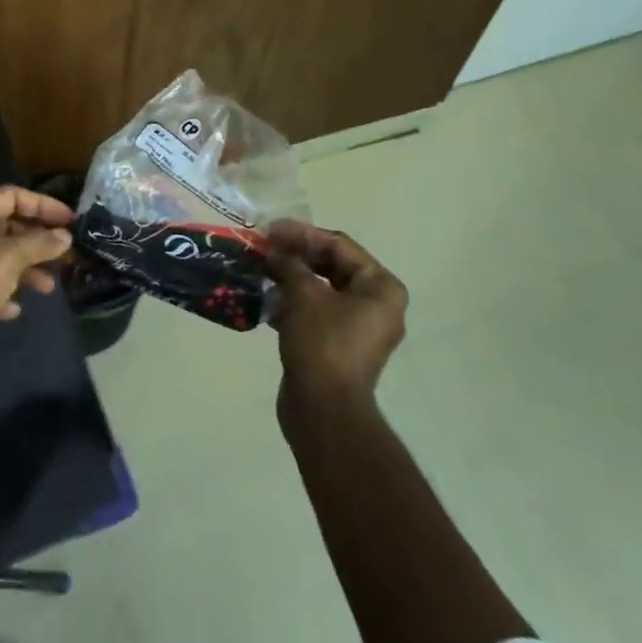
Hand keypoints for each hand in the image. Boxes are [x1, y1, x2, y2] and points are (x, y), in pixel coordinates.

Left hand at [0, 185, 74, 399]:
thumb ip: (37, 244)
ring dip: (25, 269)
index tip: (71, 221)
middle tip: (66, 256)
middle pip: (6, 227)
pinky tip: (15, 310)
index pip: (11, 196)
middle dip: (37, 240)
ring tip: (48, 288)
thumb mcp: (5, 261)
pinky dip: (4, 294)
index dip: (43, 205)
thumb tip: (63, 236)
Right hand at [266, 220, 407, 417]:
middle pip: (332, 266)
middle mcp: (377, 304)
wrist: (324, 412)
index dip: (303, 234)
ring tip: (260, 269)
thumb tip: (275, 249)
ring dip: (291, 278)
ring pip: (321, 290)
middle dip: (296, 256)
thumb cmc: (323, 345)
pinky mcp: (338, 346)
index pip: (340, 246)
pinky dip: (293, 303)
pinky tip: (265, 298)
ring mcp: (358, 327)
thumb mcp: (304, 296)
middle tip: (264, 247)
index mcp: (381, 287)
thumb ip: (290, 264)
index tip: (271, 229)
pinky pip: (316, 313)